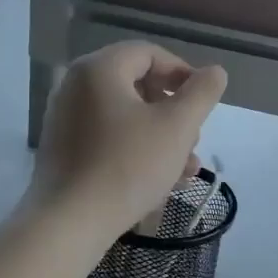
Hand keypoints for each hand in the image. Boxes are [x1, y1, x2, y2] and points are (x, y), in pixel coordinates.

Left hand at [31, 43, 226, 239]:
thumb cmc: (127, 166)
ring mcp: (65, 119)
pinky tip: (159, 181)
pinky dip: (135, 149)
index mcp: (98, 69)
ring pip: (125, 117)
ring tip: (186, 169)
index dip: (182, 73)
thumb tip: (215, 72)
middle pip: (136, 85)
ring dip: (160, 137)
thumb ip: (201, 94)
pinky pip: (107, 138)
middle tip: (193, 140)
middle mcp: (75, 86)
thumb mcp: (177, 127)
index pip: (148, 54)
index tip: (203, 102)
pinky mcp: (62, 150)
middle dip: (173, 111)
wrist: (69, 223)